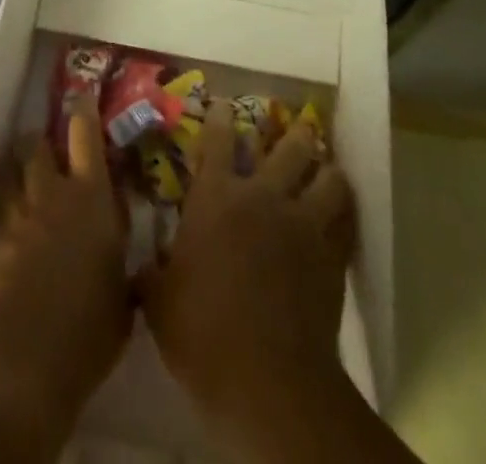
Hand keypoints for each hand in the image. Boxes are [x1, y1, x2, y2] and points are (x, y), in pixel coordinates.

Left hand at [0, 94, 131, 421]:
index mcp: (92, 198)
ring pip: (8, 170)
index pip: (86, 136)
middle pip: (38, 146)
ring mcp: (14, 215)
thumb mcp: (122, 302)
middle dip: (39, 140)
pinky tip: (1, 220)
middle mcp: (51, 194)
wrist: (22, 360)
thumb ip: (124, 273)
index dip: (83, 111)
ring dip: (13, 166)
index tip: (81, 94)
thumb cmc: (87, 331)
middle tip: (44, 144)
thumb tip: (133, 270)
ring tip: (17, 170)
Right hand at [139, 99, 357, 422]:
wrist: (265, 380)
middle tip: (296, 128)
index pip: (218, 139)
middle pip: (288, 146)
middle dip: (294, 133)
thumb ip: (152, 273)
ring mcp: (303, 222)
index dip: (221, 116)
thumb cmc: (201, 334)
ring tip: (325, 169)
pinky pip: (346, 219)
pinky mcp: (331, 254)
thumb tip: (139, 267)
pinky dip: (344, 212)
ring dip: (326, 169)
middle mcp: (262, 195)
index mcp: (216, 197)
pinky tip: (340, 215)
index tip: (224, 104)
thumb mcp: (159, 301)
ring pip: (328, 176)